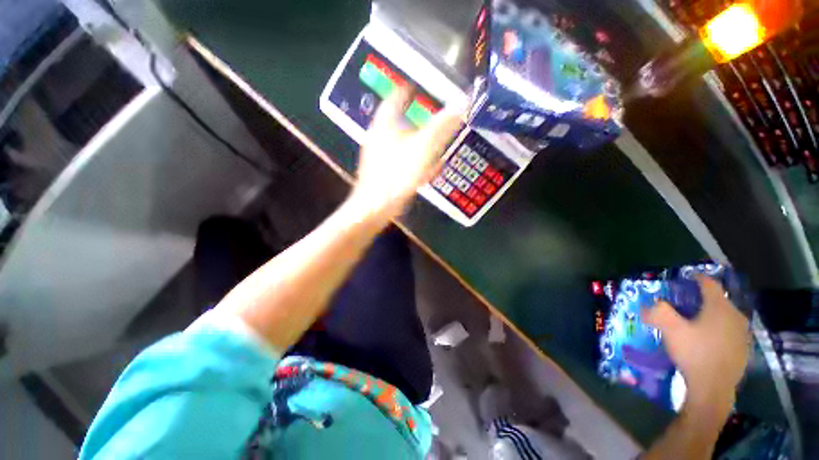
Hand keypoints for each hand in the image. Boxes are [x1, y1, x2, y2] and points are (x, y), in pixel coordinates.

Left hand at [350, 87, 464, 221]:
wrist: (376, 207)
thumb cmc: (397, 174)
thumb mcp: (424, 147)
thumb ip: (443, 126)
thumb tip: (463, 101)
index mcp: (385, 124)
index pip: (396, 98)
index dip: (408, 90)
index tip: (419, 88)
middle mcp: (379, 136)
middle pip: (399, 121)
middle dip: (416, 119)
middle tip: (431, 118)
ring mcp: (379, 156)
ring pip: (401, 143)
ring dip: (417, 141)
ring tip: (433, 144)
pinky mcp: (382, 173)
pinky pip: (400, 161)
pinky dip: (413, 160)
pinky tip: (425, 168)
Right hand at [643, 276, 749, 409]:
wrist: (713, 388)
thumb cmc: (694, 353)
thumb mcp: (670, 330)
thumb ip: (658, 312)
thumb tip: (650, 304)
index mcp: (719, 308)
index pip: (709, 284)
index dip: (697, 277)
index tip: (687, 276)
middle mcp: (736, 316)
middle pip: (719, 300)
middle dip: (703, 298)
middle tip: (687, 302)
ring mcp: (743, 334)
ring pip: (726, 316)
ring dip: (712, 314)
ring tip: (697, 321)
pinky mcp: (744, 349)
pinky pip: (730, 331)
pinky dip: (719, 329)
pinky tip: (708, 340)